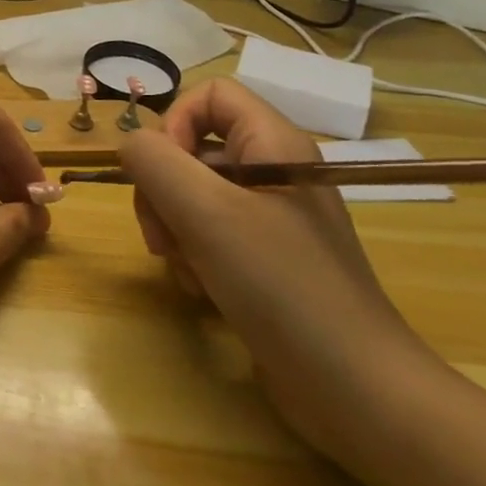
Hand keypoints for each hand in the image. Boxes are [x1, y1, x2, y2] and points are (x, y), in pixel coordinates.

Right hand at [119, 78, 434, 459]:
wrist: (355, 390)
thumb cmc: (281, 286)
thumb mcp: (205, 213)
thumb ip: (154, 161)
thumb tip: (130, 145)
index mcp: (274, 144)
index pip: (210, 95)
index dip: (174, 123)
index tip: (163, 173)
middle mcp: (273, 172)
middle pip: (191, 149)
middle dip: (163, 191)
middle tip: (162, 236)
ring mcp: (270, 219)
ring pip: (191, 196)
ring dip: (172, 229)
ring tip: (186, 270)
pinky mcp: (264, 259)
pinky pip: (207, 234)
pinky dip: (191, 256)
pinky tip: (201, 290)